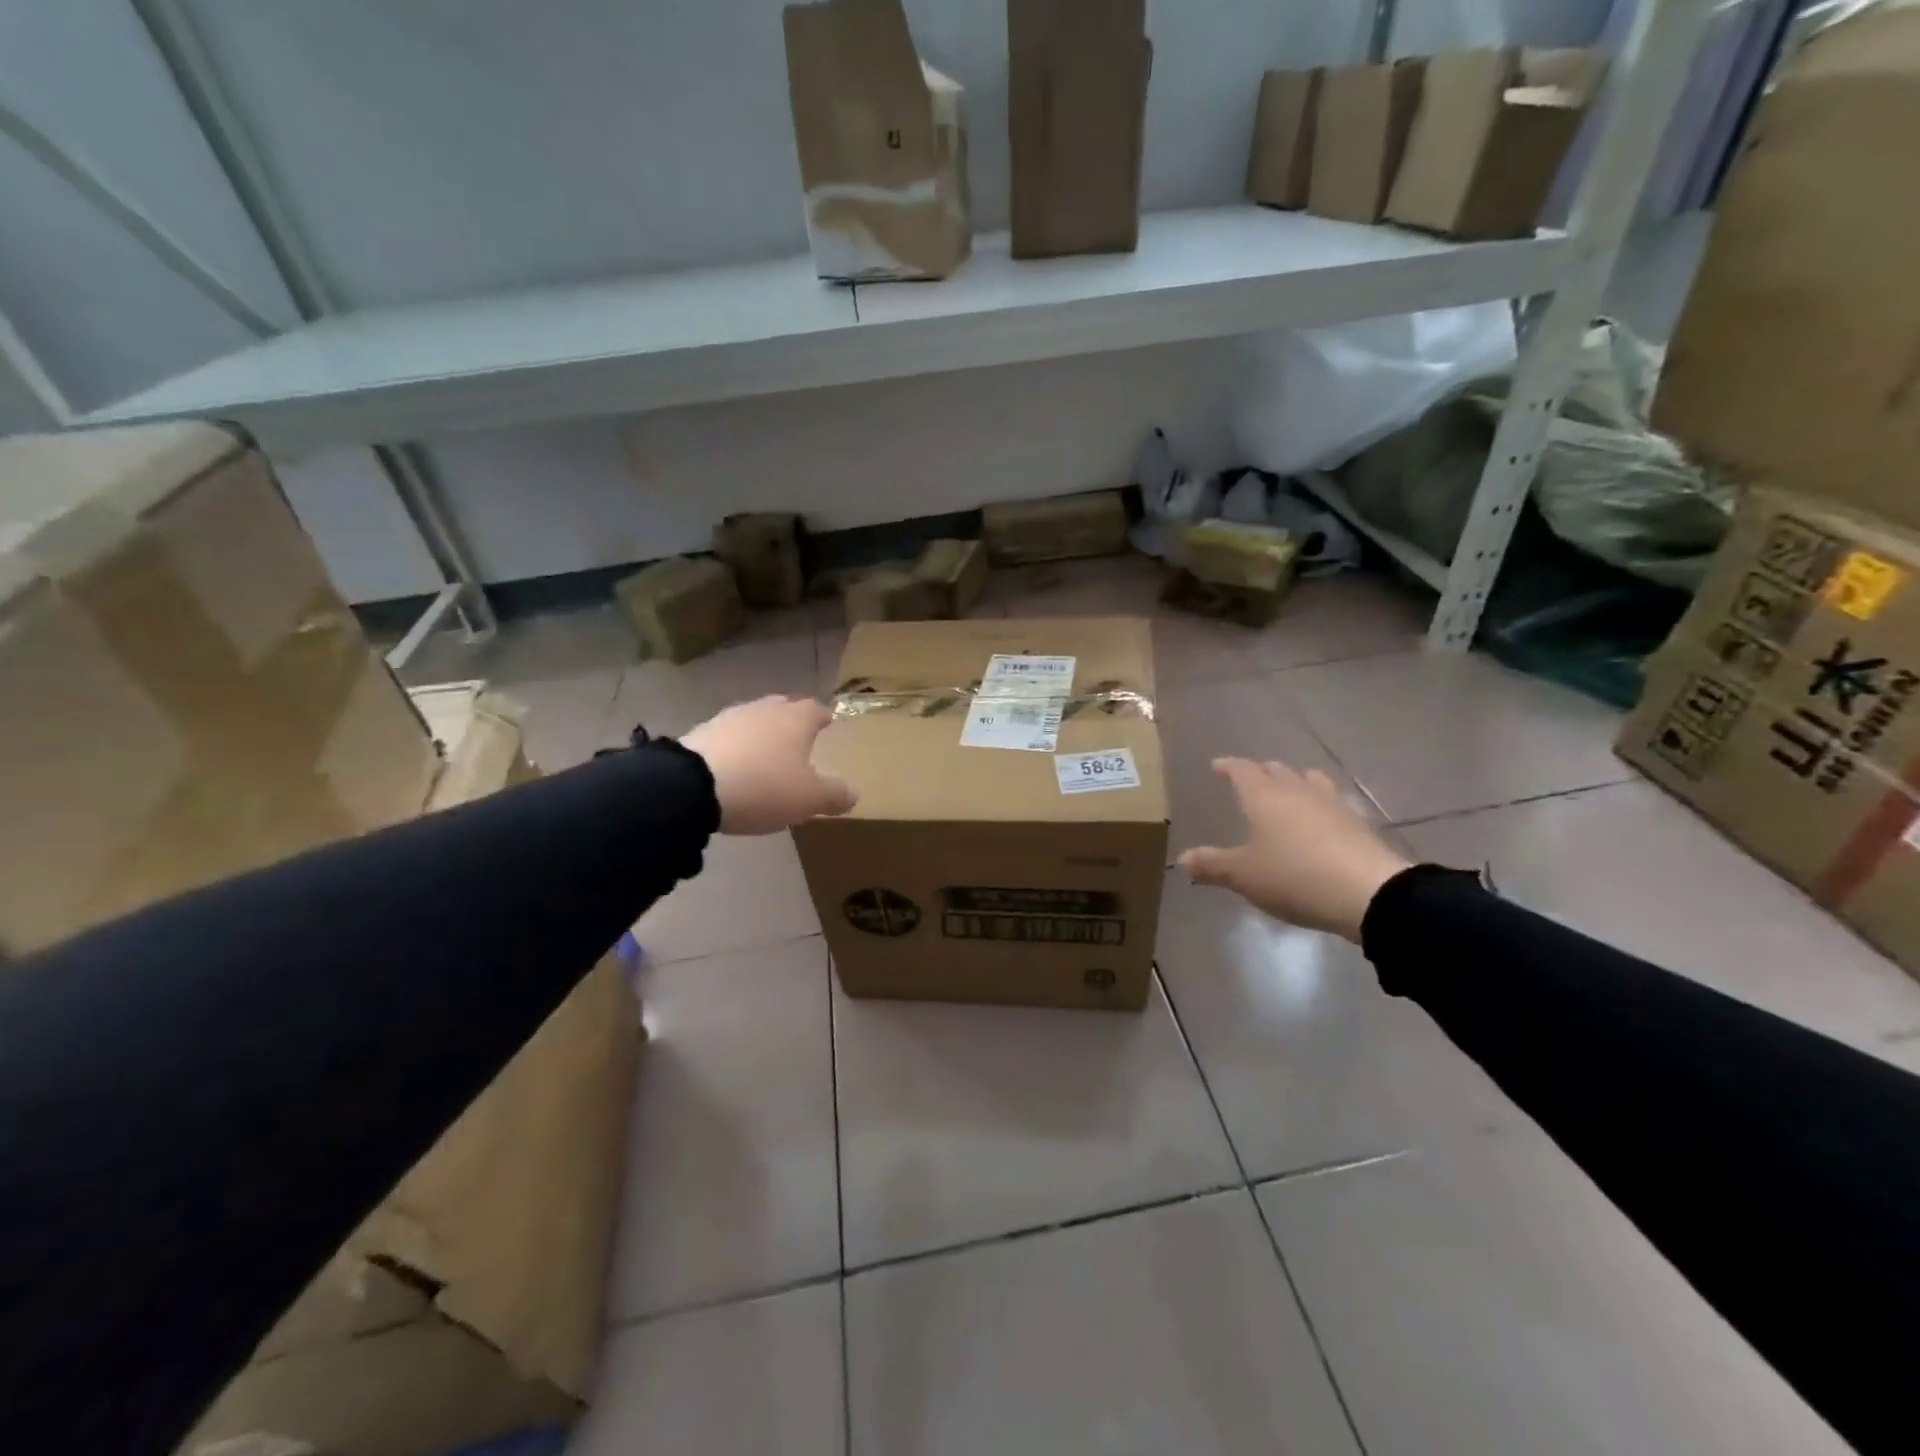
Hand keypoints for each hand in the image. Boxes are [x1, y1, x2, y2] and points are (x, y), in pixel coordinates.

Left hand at [682, 696, 856, 834]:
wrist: (692, 786)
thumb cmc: (764, 786)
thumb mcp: (809, 798)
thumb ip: (834, 794)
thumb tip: (853, 793)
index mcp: (796, 719)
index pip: (816, 709)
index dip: (823, 718)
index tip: (828, 724)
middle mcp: (764, 710)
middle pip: (783, 708)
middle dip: (792, 721)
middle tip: (798, 740)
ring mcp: (729, 718)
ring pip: (754, 720)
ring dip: (761, 734)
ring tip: (765, 756)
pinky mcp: (700, 733)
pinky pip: (727, 737)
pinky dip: (735, 748)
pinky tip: (734, 766)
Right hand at [1178, 758, 1410, 942]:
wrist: (1368, 893)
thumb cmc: (1294, 876)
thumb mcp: (1244, 875)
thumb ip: (1212, 865)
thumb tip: (1182, 859)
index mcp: (1264, 797)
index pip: (1242, 770)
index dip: (1228, 767)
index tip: (1217, 766)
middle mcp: (1298, 792)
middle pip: (1278, 771)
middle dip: (1262, 772)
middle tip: (1250, 779)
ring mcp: (1333, 805)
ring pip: (1311, 781)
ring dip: (1296, 781)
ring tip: (1290, 790)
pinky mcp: (1359, 825)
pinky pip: (1334, 803)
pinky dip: (1321, 805)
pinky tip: (1322, 819)